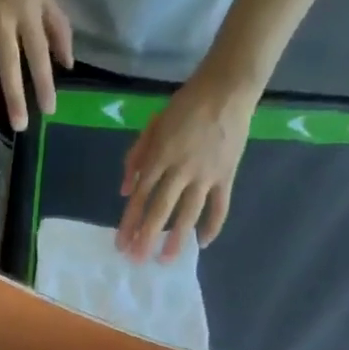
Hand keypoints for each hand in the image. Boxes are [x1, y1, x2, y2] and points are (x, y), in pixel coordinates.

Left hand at [117, 72, 259, 261]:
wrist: (227, 89)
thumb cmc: (185, 106)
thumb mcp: (153, 126)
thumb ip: (136, 158)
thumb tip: (124, 192)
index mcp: (160, 156)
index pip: (140, 195)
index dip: (129, 221)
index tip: (121, 244)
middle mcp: (181, 169)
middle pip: (160, 209)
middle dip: (147, 236)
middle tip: (138, 260)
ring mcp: (206, 174)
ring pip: (189, 213)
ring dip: (177, 239)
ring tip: (166, 260)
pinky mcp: (226, 175)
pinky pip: (220, 206)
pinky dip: (213, 225)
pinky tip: (203, 243)